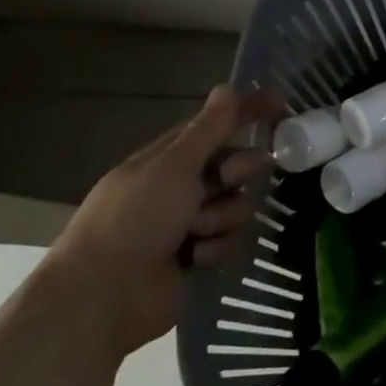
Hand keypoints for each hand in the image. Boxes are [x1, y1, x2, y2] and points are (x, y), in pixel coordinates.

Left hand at [45, 86, 281, 360]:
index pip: (216, 125)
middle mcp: (181, 188)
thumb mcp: (174, 166)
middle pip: (236, 165)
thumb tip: (228, 87)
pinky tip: (194, 259)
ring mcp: (189, 224)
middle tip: (227, 180)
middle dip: (239, 171)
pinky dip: (216, 248)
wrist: (102, 298)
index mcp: (167, 160)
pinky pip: (231, 241)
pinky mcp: (198, 258)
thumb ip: (208, 128)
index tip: (282, 104)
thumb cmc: (134, 220)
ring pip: (238, 205)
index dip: (247, 112)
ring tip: (197, 232)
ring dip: (223, 217)